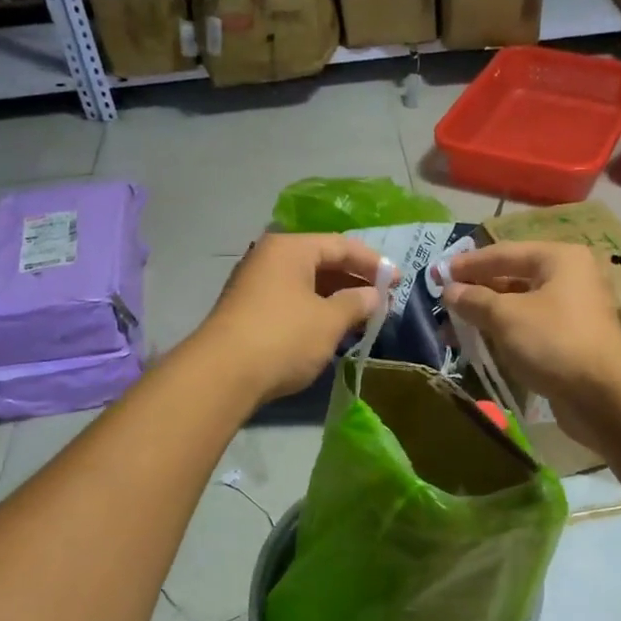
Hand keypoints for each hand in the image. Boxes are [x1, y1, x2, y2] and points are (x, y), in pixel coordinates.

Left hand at [198, 233, 393, 404]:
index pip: (341, 245)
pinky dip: (314, 309)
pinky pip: (291, 300)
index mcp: (290, 248)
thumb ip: (356, 303)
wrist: (222, 375)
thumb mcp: (329, 320)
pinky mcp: (247, 310)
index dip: (373, 262)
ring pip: (305, 283)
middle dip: (353, 280)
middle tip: (382, 299)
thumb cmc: (284, 338)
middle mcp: (269, 258)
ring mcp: (254, 284)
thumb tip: (373, 295)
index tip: (398, 281)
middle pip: (321, 261)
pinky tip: (331, 328)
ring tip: (362, 316)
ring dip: (335, 297)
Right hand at [442, 241, 620, 441]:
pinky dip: (504, 333)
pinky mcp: (570, 340)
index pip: (504, 252)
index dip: (468, 263)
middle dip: (476, 291)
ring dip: (487, 315)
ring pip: (520, 306)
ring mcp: (573, 311)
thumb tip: (450, 291)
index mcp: (560, 259)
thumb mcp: (506, 316)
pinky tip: (480, 344)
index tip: (438, 274)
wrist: (604, 396)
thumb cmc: (554, 342)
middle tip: (444, 302)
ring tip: (454, 329)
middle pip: (513, 277)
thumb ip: (474, 299)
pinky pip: (529, 328)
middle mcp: (570, 278)